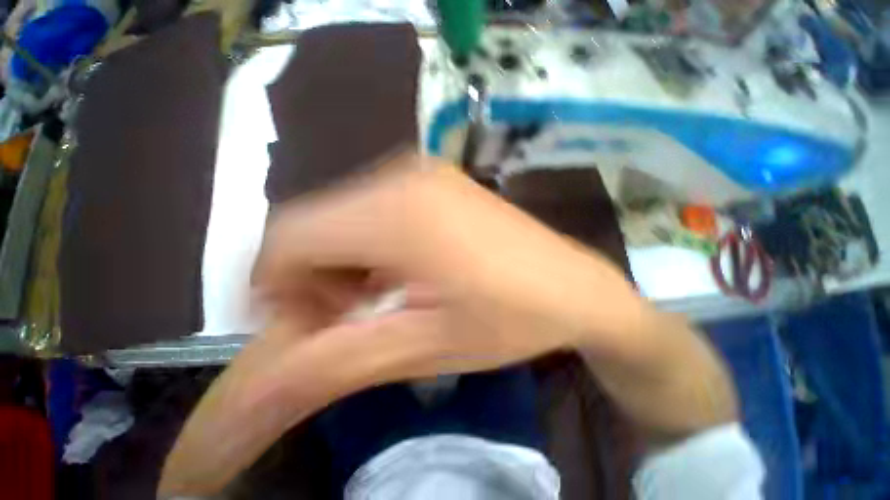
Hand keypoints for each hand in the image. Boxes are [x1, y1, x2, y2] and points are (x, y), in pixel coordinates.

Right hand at [254, 154, 648, 383]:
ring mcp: (422, 173)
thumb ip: (339, 360)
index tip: (307, 324)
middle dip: (313, 275)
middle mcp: (402, 176)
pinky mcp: (436, 181)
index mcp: (397, 213)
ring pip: (343, 215)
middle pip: (314, 223)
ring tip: (379, 298)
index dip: (278, 285)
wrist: (574, 287)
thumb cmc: (509, 320)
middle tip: (349, 317)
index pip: (289, 236)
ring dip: (343, 261)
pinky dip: (368, 244)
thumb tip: (265, 374)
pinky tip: (400, 272)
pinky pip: (374, 209)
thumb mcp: (425, 347)